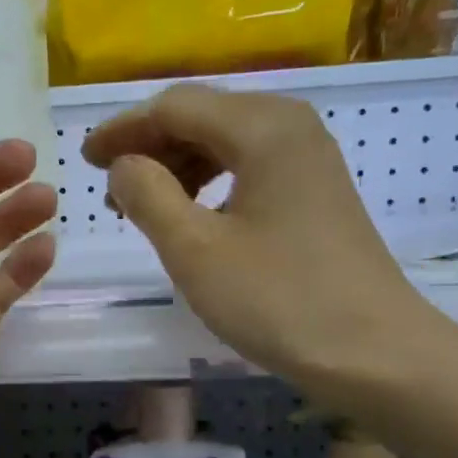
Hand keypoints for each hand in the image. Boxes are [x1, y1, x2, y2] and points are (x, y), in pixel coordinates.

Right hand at [81, 83, 448, 409]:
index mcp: (262, 127)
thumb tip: (124, 164)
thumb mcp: (194, 250)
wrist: (373, 352)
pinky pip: (247, 166)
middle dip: (148, 146)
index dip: (123, 129)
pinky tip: (190, 216)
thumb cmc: (278, 300)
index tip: (85, 160)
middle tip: (108, 188)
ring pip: (224, 141)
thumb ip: (148, 195)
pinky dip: (208, 183)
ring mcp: (308, 157)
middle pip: (201, 115)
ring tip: (141, 207)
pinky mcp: (315, 190)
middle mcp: (289, 125)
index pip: (174, 106)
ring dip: (176, 166)